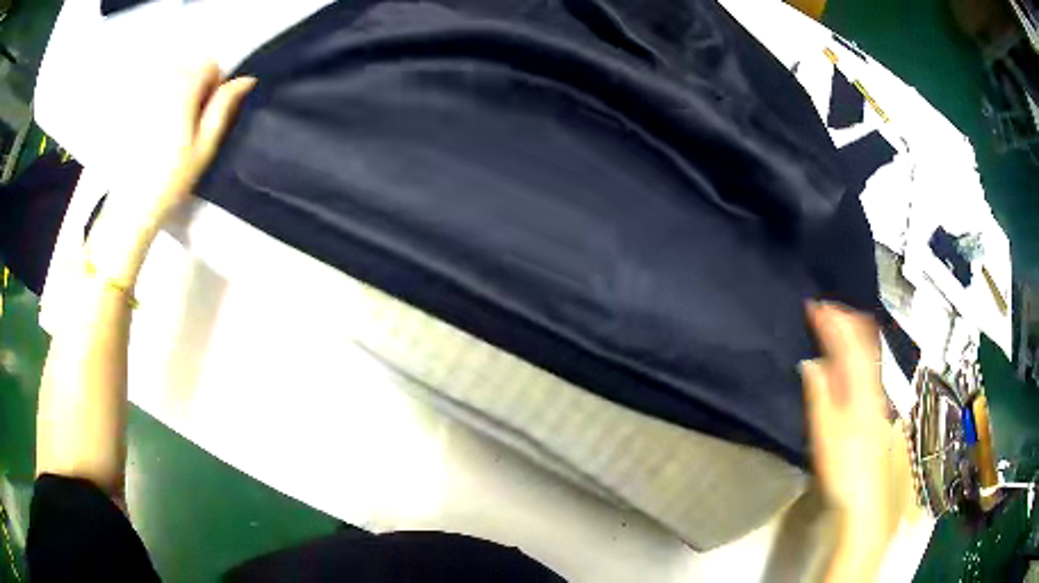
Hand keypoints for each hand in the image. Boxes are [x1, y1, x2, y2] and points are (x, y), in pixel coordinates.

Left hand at [88, 63, 254, 283]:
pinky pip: (154, 97)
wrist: (131, 206)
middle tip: (188, 129)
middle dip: (194, 91)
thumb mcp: (205, 144)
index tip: (206, 116)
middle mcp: (163, 81)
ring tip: (170, 135)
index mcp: (184, 86)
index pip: (210, 65)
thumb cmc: (172, 178)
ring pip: (172, 82)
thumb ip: (224, 106)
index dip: (214, 87)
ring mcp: (144, 94)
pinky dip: (159, 109)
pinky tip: (154, 138)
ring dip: (177, 100)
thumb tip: (246, 80)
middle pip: (190, 70)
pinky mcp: (132, 110)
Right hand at [801, 302, 896, 580]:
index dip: (833, 320)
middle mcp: (874, 383)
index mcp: (860, 388)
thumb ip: (820, 394)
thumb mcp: (825, 434)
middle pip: (865, 339)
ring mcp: (880, 392)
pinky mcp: (879, 403)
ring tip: (836, 323)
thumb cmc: (842, 468)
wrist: (865, 497)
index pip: (848, 342)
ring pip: (871, 348)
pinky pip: (872, 363)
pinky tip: (851, 354)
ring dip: (853, 330)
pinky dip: (860, 348)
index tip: (814, 306)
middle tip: (825, 310)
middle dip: (845, 318)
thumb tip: (811, 361)